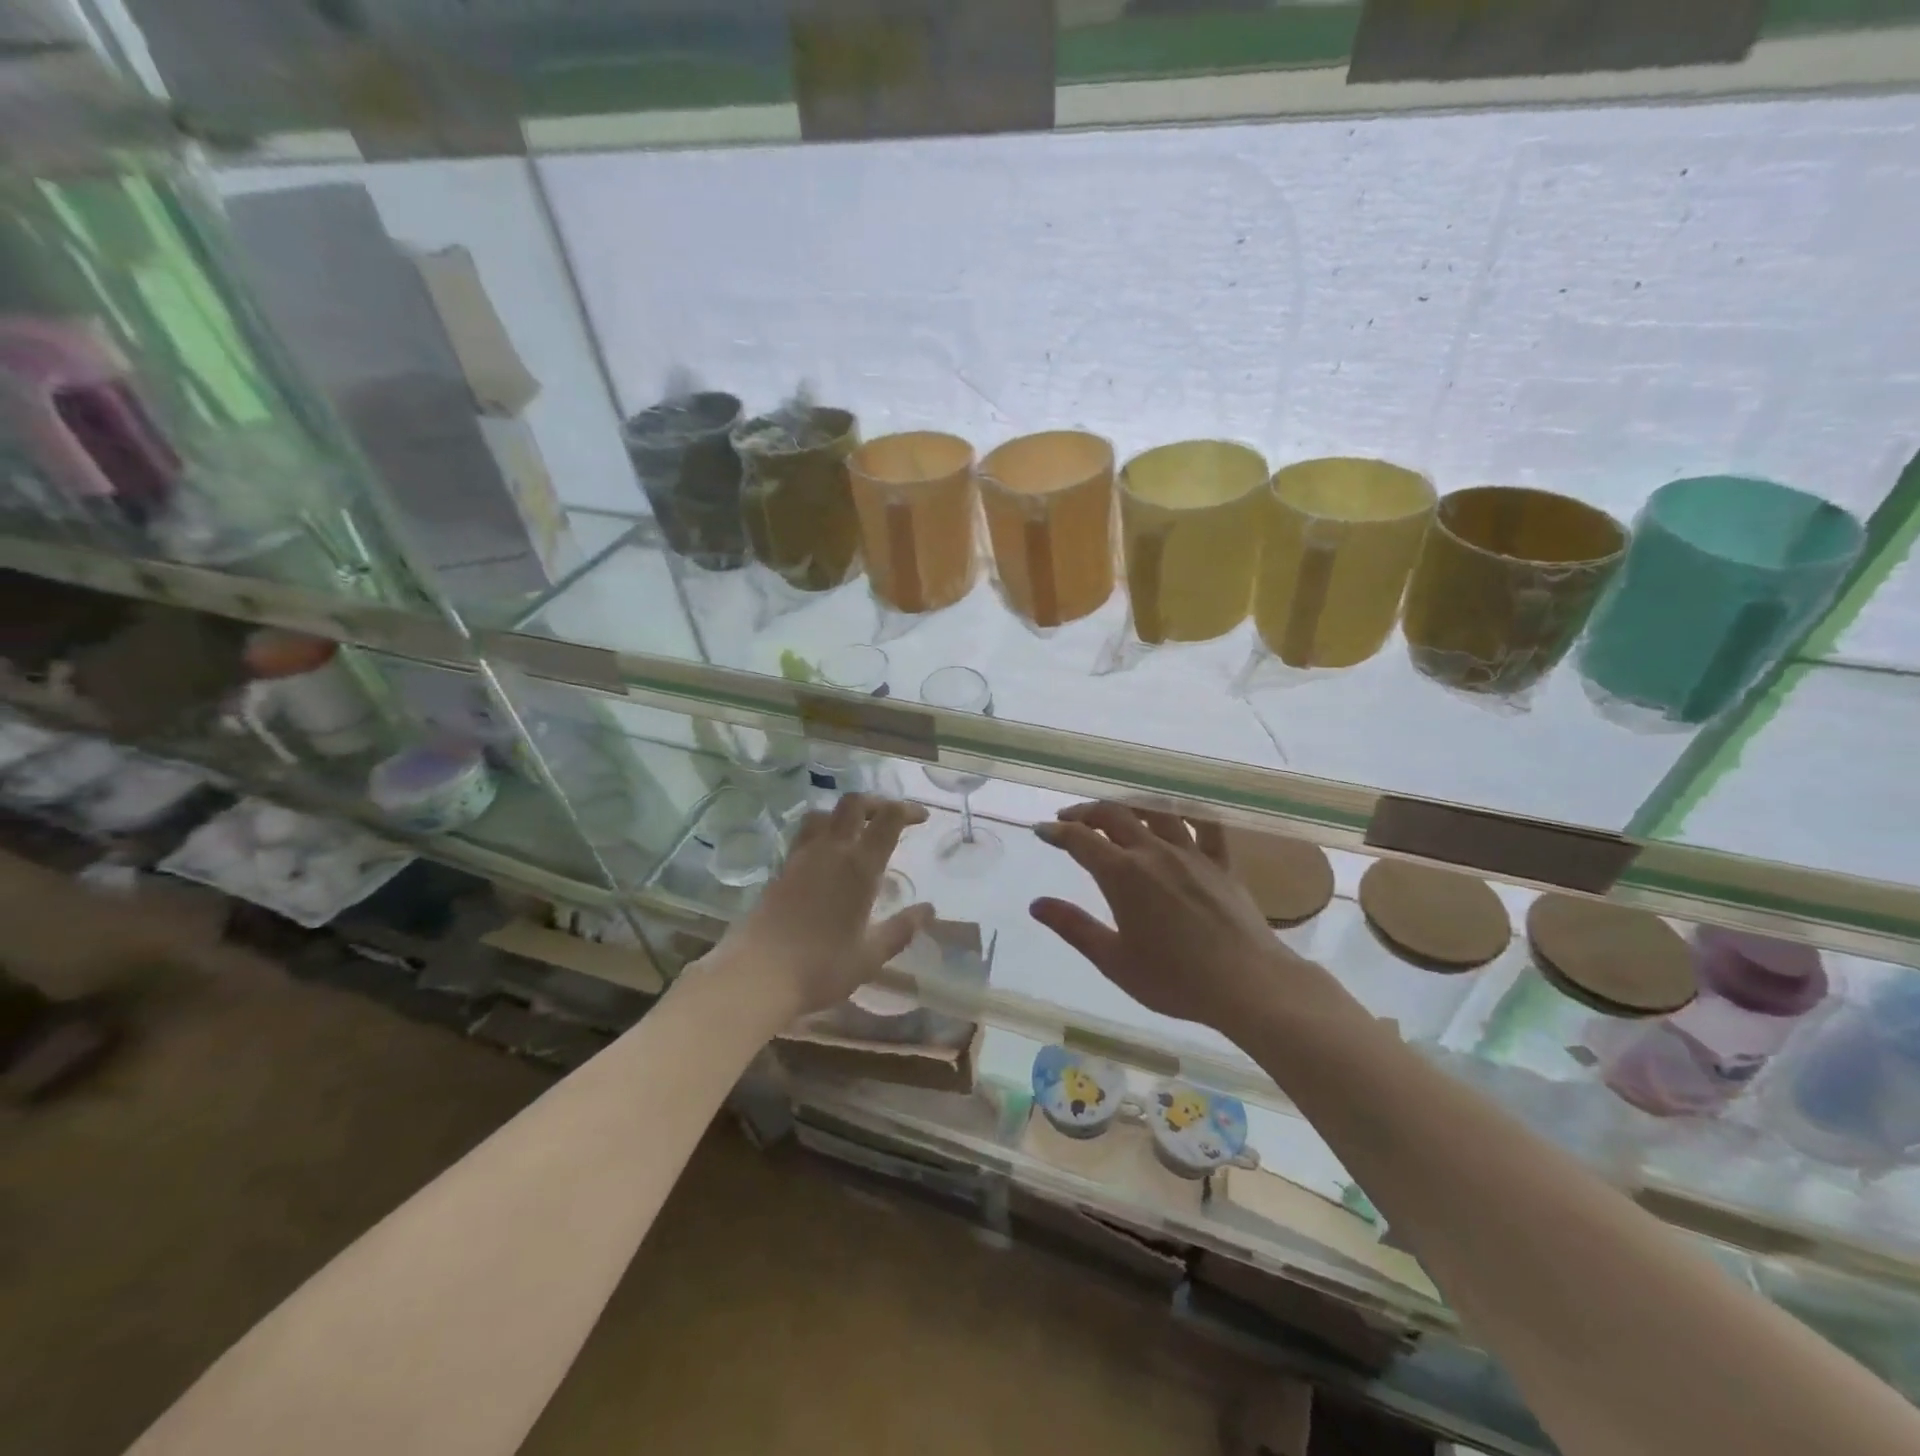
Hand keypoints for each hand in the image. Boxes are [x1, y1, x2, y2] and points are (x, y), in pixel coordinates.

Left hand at [717, 794, 933, 1023]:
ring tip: (857, 832)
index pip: (888, 818)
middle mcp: (831, 851)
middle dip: (876, 802)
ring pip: (824, 813)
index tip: (921, 818)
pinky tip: (827, 856)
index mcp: (860, 867)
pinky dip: (822, 831)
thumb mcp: (870, 955)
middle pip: (854, 803)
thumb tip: (928, 910)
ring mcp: (801, 857)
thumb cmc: (821, 967)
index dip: (907, 809)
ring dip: (844, 813)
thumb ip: (901, 929)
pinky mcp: (781, 869)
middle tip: (890, 818)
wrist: (757, 975)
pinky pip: (804, 834)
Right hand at [1031, 802, 1355, 1033]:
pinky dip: (1189, 812)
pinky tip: (1179, 814)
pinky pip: (1206, 824)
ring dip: (1129, 805)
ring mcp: (1192, 853)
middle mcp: (1154, 852)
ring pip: (1155, 811)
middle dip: (1086, 812)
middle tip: (1070, 819)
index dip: (1057, 832)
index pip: (1080, 840)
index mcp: (1122, 874)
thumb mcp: (1113, 960)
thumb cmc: (1174, 979)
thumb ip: (1074, 927)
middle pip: (1114, 815)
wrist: (1248, 984)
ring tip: (1116, 811)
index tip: (1041, 830)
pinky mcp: (1222, 862)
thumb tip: (1036, 904)